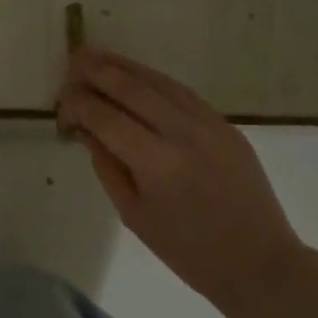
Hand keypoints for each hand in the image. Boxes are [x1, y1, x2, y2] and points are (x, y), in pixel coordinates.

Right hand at [57, 48, 304, 317]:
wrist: (257, 261)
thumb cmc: (187, 251)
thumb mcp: (134, 215)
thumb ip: (108, 166)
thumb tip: (88, 129)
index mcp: (156, 163)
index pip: (105, 118)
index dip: (78, 105)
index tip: (61, 106)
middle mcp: (182, 133)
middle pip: (132, 89)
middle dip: (97, 71)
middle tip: (72, 60)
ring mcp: (209, 124)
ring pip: (159, 82)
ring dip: (125, 66)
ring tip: (97, 56)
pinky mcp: (225, 125)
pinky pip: (183, 93)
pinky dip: (155, 80)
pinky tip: (137, 76)